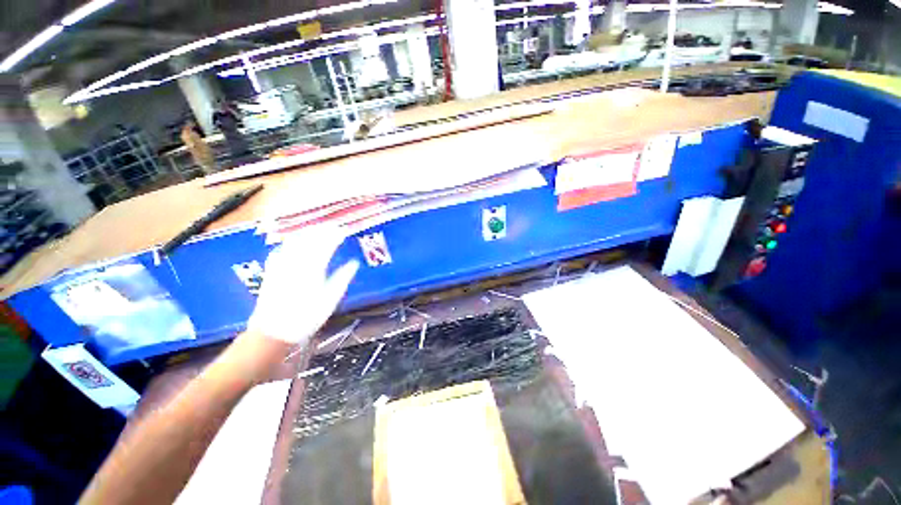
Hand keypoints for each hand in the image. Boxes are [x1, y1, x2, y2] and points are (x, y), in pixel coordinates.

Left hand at [248, 227, 359, 345]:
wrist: (272, 332)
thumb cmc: (306, 317)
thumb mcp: (330, 300)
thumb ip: (342, 278)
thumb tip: (354, 263)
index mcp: (313, 268)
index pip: (326, 244)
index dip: (335, 235)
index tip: (344, 230)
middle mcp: (296, 262)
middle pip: (309, 239)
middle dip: (322, 230)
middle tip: (333, 226)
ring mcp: (281, 265)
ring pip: (294, 241)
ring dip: (307, 232)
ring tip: (318, 229)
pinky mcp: (271, 270)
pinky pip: (282, 249)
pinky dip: (291, 241)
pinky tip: (295, 241)